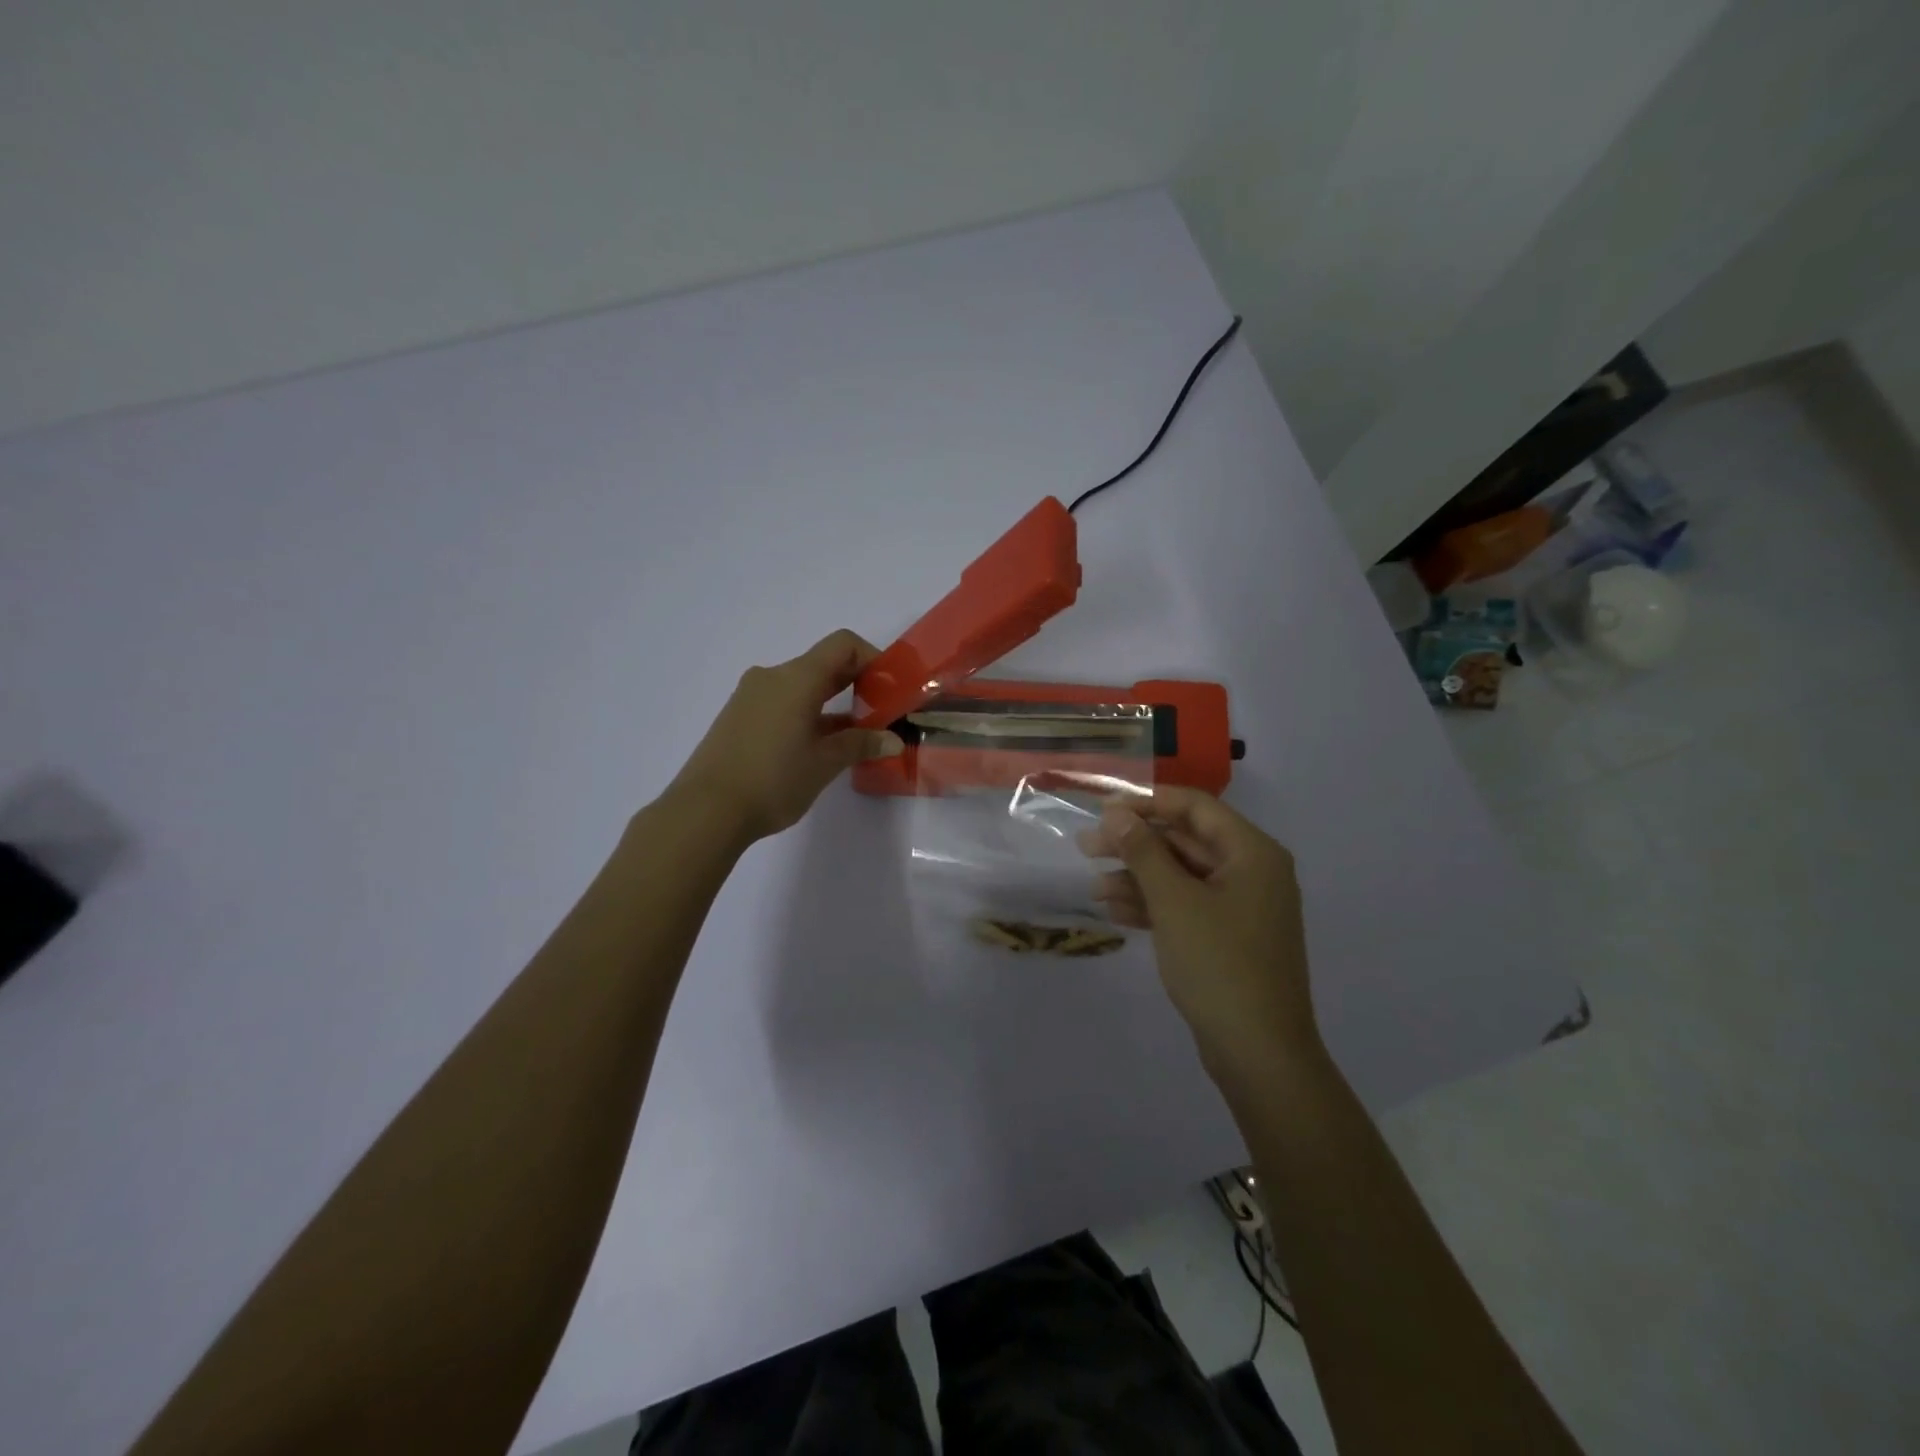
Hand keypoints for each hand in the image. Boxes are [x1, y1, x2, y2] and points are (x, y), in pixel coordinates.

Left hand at [671, 630, 903, 845]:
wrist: (705, 810)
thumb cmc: (773, 780)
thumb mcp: (825, 763)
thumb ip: (861, 744)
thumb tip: (894, 740)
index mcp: (797, 678)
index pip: (843, 645)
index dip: (872, 658)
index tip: (891, 688)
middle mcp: (772, 677)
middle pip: (823, 664)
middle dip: (856, 683)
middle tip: (881, 713)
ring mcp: (751, 696)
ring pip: (802, 686)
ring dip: (831, 703)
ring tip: (854, 736)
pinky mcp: (739, 717)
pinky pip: (782, 703)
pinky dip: (807, 714)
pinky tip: (818, 746)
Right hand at [1079, 787, 1317, 1072]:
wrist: (1260, 1053)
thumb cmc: (1219, 964)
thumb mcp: (1174, 902)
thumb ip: (1143, 852)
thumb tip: (1116, 813)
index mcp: (1252, 853)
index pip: (1195, 807)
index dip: (1147, 802)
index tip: (1102, 809)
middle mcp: (1252, 872)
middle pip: (1186, 841)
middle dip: (1135, 844)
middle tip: (1086, 848)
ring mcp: (1241, 907)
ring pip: (1182, 876)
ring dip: (1138, 878)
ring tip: (1095, 888)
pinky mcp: (1229, 937)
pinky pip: (1187, 906)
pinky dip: (1154, 905)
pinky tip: (1116, 912)